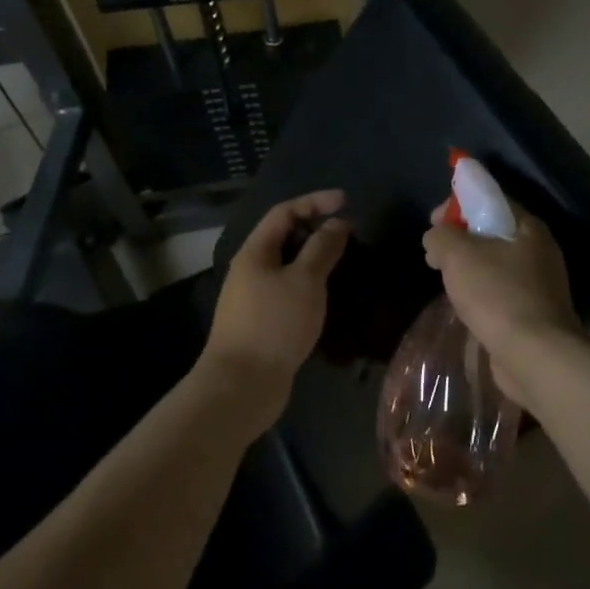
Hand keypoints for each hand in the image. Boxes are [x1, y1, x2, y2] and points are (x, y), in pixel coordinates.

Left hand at [201, 189, 349, 433]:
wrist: (241, 386)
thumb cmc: (273, 325)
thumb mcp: (304, 280)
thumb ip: (322, 248)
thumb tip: (338, 223)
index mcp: (255, 252)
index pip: (284, 212)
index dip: (314, 202)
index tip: (345, 202)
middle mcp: (251, 269)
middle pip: (284, 237)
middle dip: (316, 230)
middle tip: (348, 235)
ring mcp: (254, 298)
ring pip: (288, 266)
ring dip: (315, 259)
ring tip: (344, 262)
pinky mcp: (263, 323)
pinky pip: (289, 291)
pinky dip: (310, 285)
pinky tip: (328, 296)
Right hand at [422, 201, 581, 408]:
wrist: (536, 356)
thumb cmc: (497, 294)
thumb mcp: (458, 254)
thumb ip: (441, 236)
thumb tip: (436, 238)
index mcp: (528, 227)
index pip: (490, 200)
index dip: (458, 205)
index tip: (433, 222)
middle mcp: (540, 250)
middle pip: (492, 232)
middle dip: (460, 239)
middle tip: (435, 254)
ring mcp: (541, 284)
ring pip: (496, 264)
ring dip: (469, 268)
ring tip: (445, 280)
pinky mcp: (535, 313)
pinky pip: (501, 291)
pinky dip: (481, 292)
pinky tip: (465, 305)